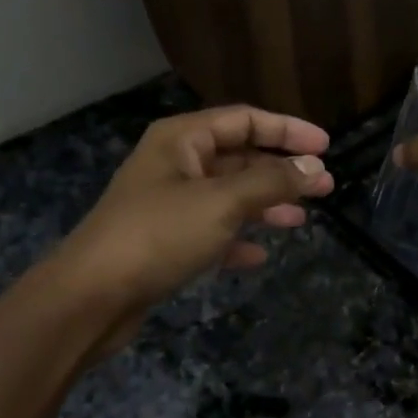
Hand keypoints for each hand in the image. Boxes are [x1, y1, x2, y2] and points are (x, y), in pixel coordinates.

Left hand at [47, 104, 334, 354]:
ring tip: (301, 221)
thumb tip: (314, 167)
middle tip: (324, 187)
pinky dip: (237, 239)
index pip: (244, 120)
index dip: (287, 130)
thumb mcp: (222, 202)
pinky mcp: (165, 241)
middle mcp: (175, 164)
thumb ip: (271, 182)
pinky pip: (212, 231)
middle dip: (282, 172)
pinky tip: (260, 255)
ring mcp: (168, 204)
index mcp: (182, 140)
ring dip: (265, 205)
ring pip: (228, 196)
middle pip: (239, 158)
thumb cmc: (158, 235)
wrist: (90, 297)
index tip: (326, 146)